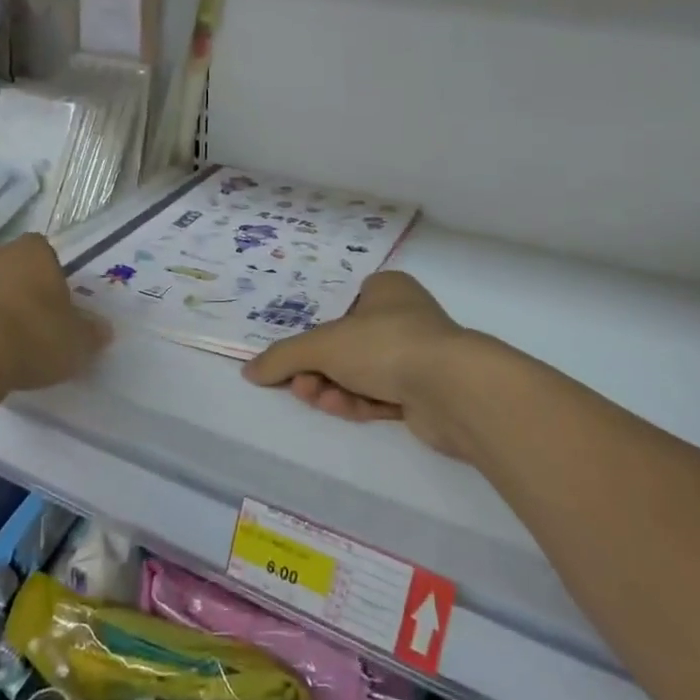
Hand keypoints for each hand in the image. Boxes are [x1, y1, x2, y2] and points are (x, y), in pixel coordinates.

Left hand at [0, 234, 109, 391]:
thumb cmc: (34, 336)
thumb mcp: (77, 341)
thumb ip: (92, 333)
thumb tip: (103, 329)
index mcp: (34, 252)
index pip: (47, 251)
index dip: (55, 275)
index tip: (61, 302)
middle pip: (18, 269)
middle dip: (28, 291)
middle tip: (42, 324)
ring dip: (2, 308)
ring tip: (15, 343)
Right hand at [242, 271, 472, 457]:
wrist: (451, 388)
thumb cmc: (384, 345)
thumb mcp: (322, 345)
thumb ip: (283, 357)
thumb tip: (249, 371)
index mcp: (386, 290)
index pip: (341, 308)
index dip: (315, 335)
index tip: (295, 359)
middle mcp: (403, 318)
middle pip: (346, 346)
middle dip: (319, 369)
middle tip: (301, 385)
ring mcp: (417, 357)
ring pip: (361, 374)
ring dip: (334, 388)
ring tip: (318, 399)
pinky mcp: (425, 393)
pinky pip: (380, 396)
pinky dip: (357, 402)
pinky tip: (342, 408)